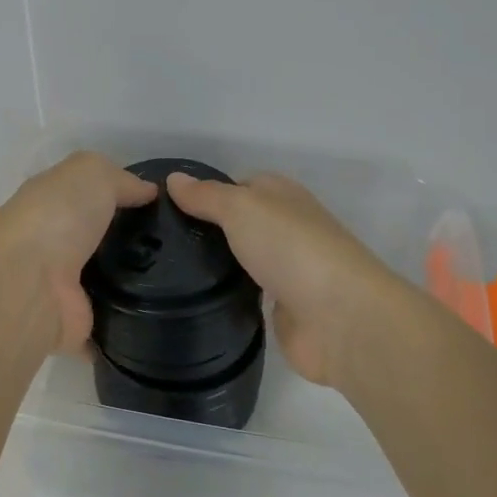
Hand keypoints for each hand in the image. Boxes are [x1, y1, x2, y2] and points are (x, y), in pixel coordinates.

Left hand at [0, 152, 157, 352]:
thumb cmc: (56, 218)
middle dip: (132, 241)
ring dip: (134, 282)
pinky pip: (108, 325)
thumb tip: (148, 191)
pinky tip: (158, 317)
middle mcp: (52, 245)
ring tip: (175, 280)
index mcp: (49, 204)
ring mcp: (61, 288)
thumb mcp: (91, 174)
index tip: (160, 204)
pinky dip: (127, 325)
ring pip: (106, 281)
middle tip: (175, 243)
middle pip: (99, 240)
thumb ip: (120, 179)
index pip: (86, 196)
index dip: (119, 195)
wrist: (28, 286)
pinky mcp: (73, 325)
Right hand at [165, 170, 412, 386]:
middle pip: (239, 223)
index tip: (164, 208)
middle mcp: (286, 227)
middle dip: (205, 231)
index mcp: (281, 195)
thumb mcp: (241, 207)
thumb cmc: (290, 247)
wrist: (339, 317)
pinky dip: (228, 294)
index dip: (204, 194)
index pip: (237, 186)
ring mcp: (287, 269)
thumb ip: (206, 196)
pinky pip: (247, 293)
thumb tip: (174, 179)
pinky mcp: (284, 307)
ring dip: (216, 263)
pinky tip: (196, 299)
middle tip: (156, 242)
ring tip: (164, 270)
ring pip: (242, 258)